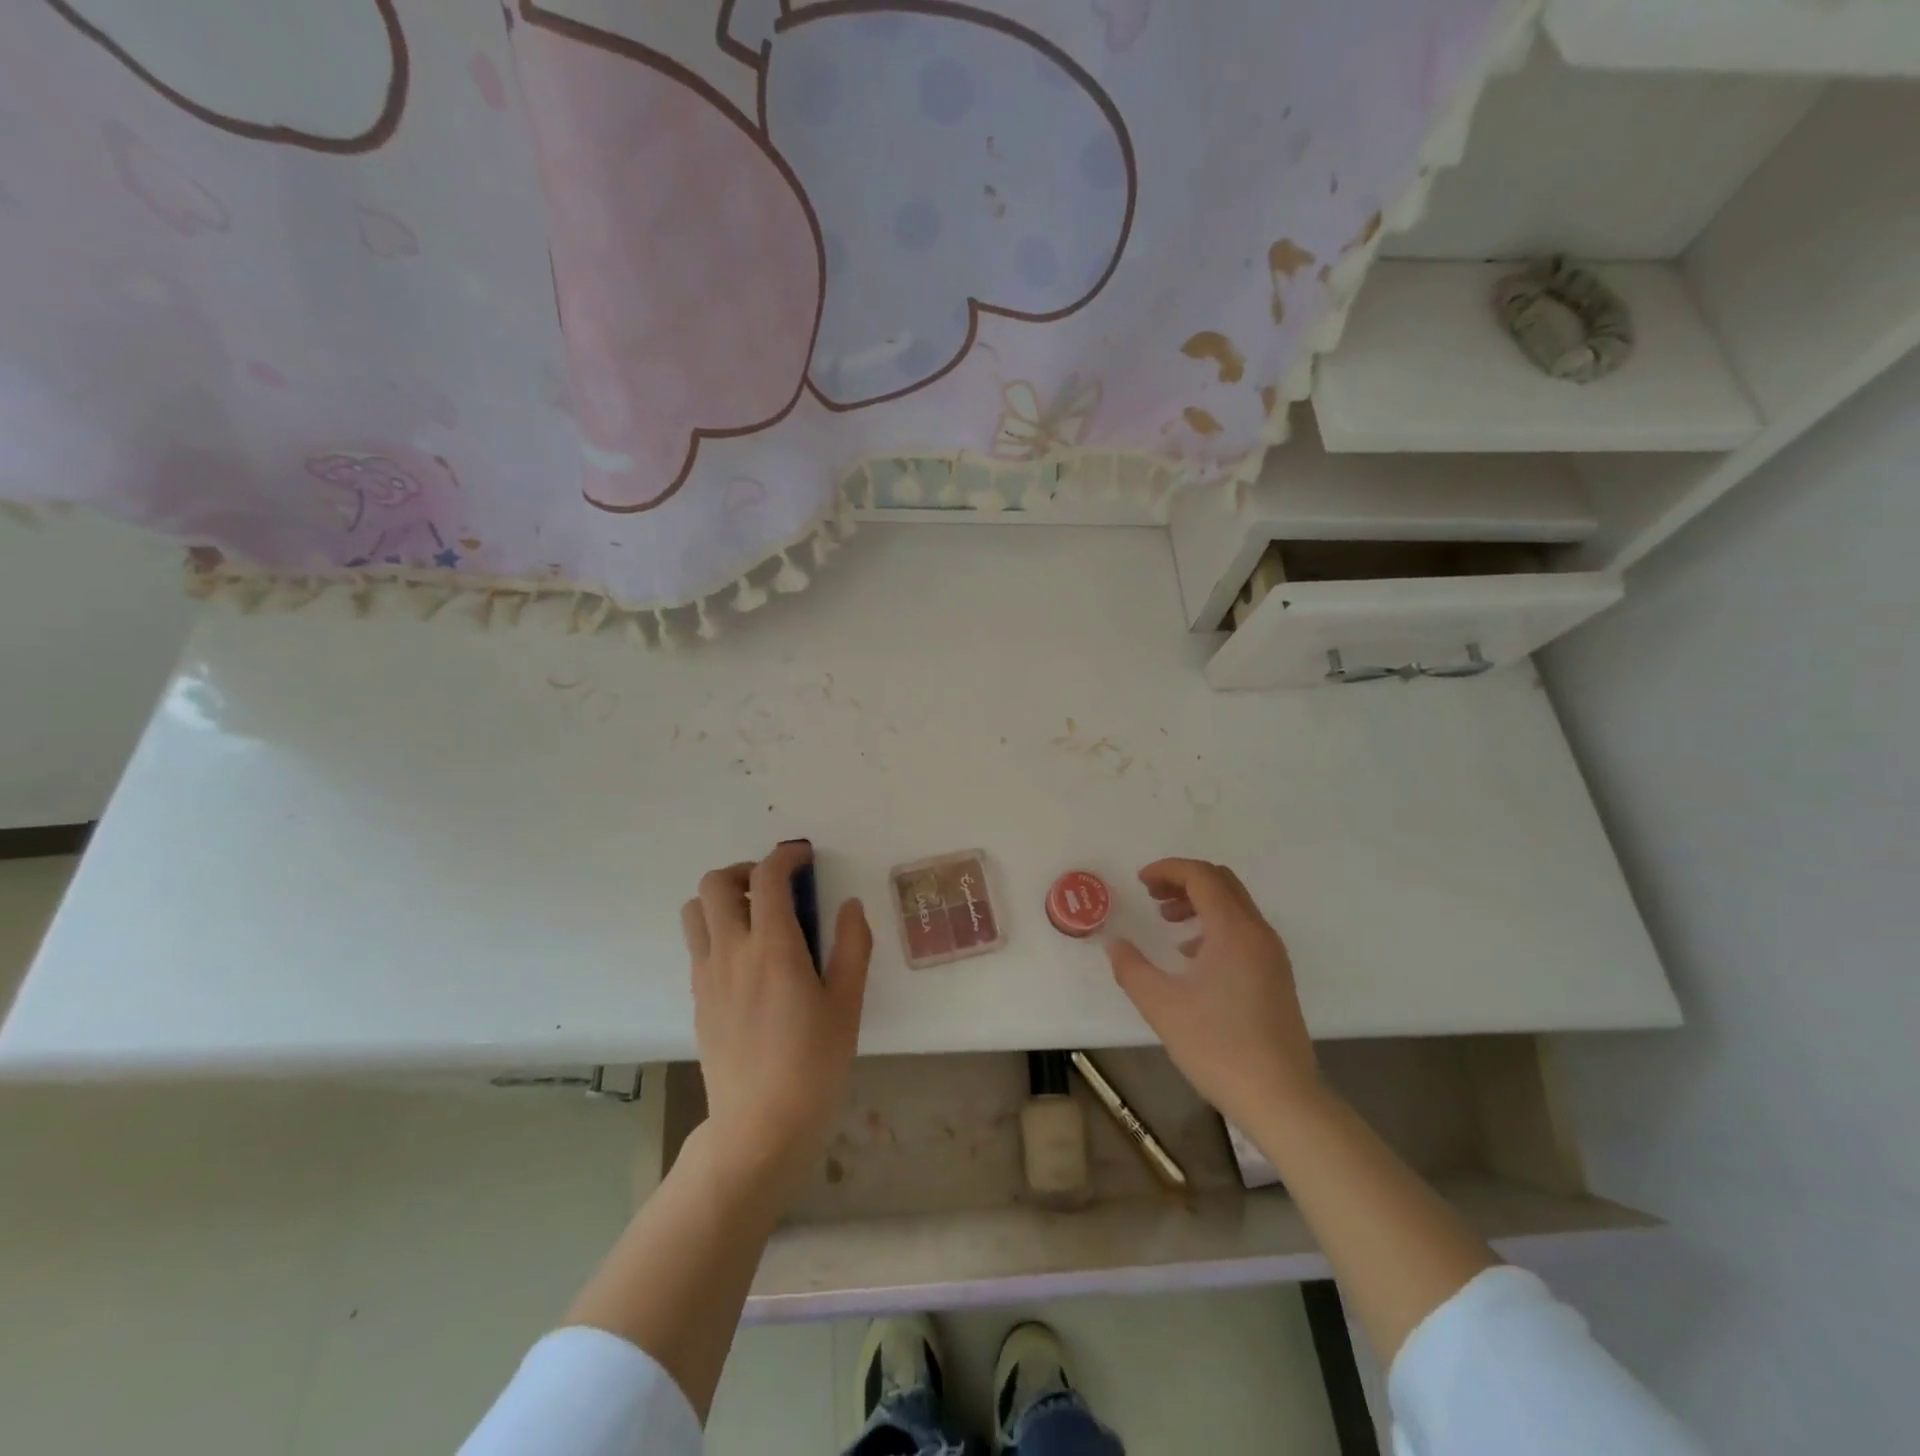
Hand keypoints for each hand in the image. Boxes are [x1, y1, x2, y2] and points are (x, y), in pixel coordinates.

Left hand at [681, 842, 871, 1201]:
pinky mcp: (697, 998)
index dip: (785, 856)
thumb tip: (850, 906)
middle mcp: (731, 952)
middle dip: (745, 870)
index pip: (767, 878)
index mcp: (772, 948)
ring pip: (694, 911)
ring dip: (721, 898)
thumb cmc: (813, 1063)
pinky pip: (697, 944)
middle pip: (715, 883)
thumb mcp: (847, 1003)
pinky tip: (748, 958)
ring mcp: (707, 975)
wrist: (760, 1126)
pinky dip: (716, 930)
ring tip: (755, 916)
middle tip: (775, 887)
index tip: (804, 857)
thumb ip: (852, 946)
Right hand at [1106, 858, 1320, 1129]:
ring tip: (1167, 922)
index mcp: (1234, 930)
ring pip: (1235, 906)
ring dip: (1199, 902)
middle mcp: (1258, 933)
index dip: (1167, 870)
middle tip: (1151, 896)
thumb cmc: (1218, 1047)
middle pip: (1222, 882)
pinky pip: (1243, 930)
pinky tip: (1191, 957)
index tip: (1140, 882)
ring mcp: (1272, 955)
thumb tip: (1114, 944)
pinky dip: (1215, 926)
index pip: (1201, 876)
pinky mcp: (1276, 976)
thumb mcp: (1162, 1006)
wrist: (1281, 1099)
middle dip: (1183, 881)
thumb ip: (1132, 968)